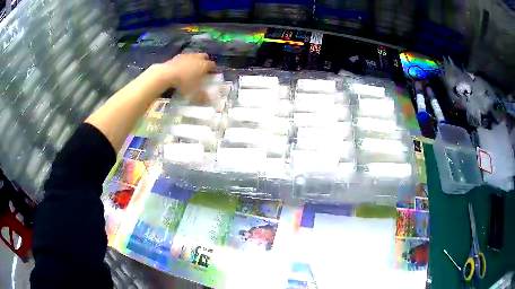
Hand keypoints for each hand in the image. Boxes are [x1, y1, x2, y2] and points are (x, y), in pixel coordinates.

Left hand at [156, 53, 215, 92]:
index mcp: (204, 65)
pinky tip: (182, 67)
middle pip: (205, 56)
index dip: (213, 69)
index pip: (213, 65)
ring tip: (191, 68)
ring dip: (195, 60)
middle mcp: (197, 58)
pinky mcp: (178, 56)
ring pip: (195, 55)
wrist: (167, 74)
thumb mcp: (193, 92)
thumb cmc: (183, 83)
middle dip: (205, 61)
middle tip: (202, 69)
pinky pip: (185, 57)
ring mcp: (187, 55)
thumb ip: (202, 96)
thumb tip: (208, 100)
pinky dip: (185, 61)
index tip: (212, 74)